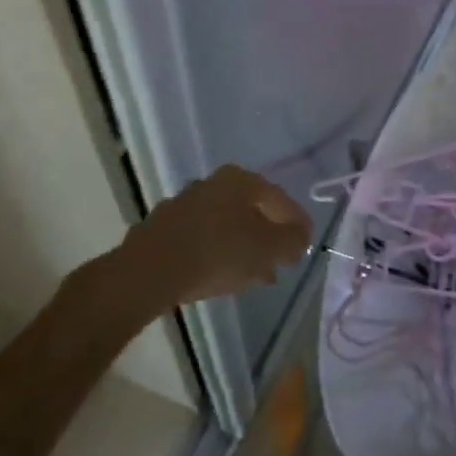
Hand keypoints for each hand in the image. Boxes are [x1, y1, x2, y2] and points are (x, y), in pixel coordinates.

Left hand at [123, 165, 311, 304]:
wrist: (148, 272)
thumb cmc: (218, 253)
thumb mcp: (267, 249)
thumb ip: (291, 240)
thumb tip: (301, 235)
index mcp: (240, 180)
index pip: (278, 198)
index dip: (296, 222)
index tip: (306, 243)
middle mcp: (212, 183)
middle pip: (250, 210)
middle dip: (268, 235)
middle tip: (282, 260)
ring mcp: (184, 204)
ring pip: (226, 225)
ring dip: (244, 246)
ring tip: (256, 275)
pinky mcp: (163, 229)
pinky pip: (203, 239)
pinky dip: (218, 253)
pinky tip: (223, 275)